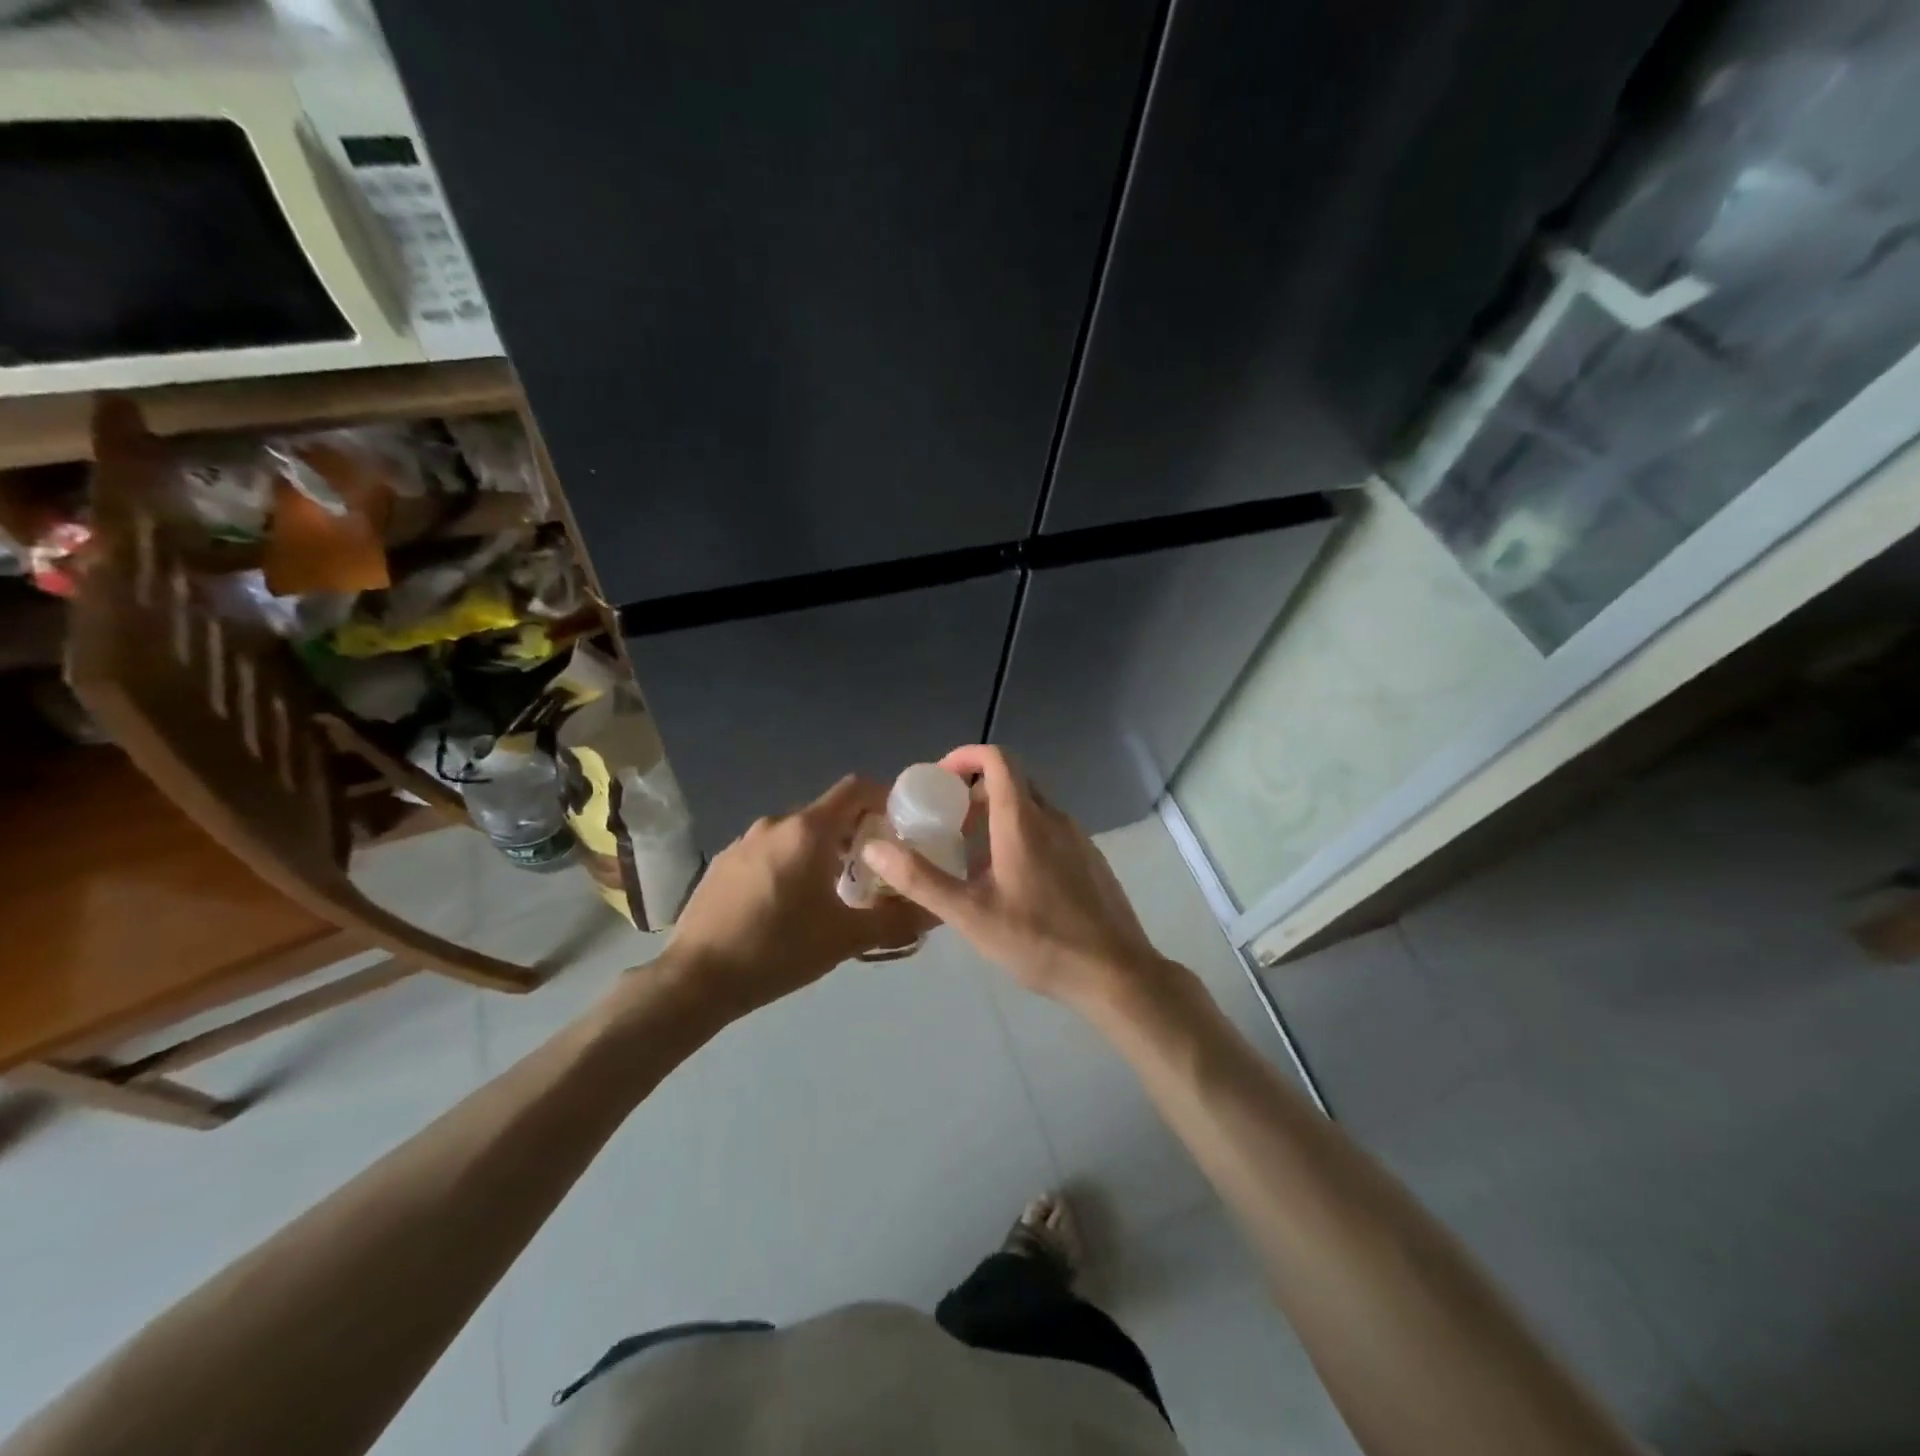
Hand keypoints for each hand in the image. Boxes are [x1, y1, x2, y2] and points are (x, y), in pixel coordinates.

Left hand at [664, 776, 933, 1018]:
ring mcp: (743, 841)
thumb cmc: (778, 950)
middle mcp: (775, 824)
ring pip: (797, 833)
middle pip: (827, 812)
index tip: (901, 824)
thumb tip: (936, 913)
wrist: (696, 980)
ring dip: (822, 850)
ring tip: (835, 890)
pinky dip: (790, 862)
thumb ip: (896, 921)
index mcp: (807, 831)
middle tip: (876, 868)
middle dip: (856, 832)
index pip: (855, 788)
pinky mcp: (723, 863)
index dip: (883, 797)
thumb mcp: (845, 938)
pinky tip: (790, 903)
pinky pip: (769, 850)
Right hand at [859, 745, 1169, 1013]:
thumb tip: (874, 847)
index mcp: (1023, 820)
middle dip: (976, 792)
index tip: (939, 779)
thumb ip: (920, 879)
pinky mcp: (1090, 859)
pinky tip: (1011, 882)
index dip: (966, 758)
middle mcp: (1054, 818)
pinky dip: (1023, 836)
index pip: (997, 759)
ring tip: (972, 857)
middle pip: (1013, 782)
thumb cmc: (1039, 940)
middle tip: (948, 823)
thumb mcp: (970, 914)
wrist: (1115, 973)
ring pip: (1032, 808)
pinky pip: (1050, 831)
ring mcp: (1078, 838)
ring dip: (999, 816)